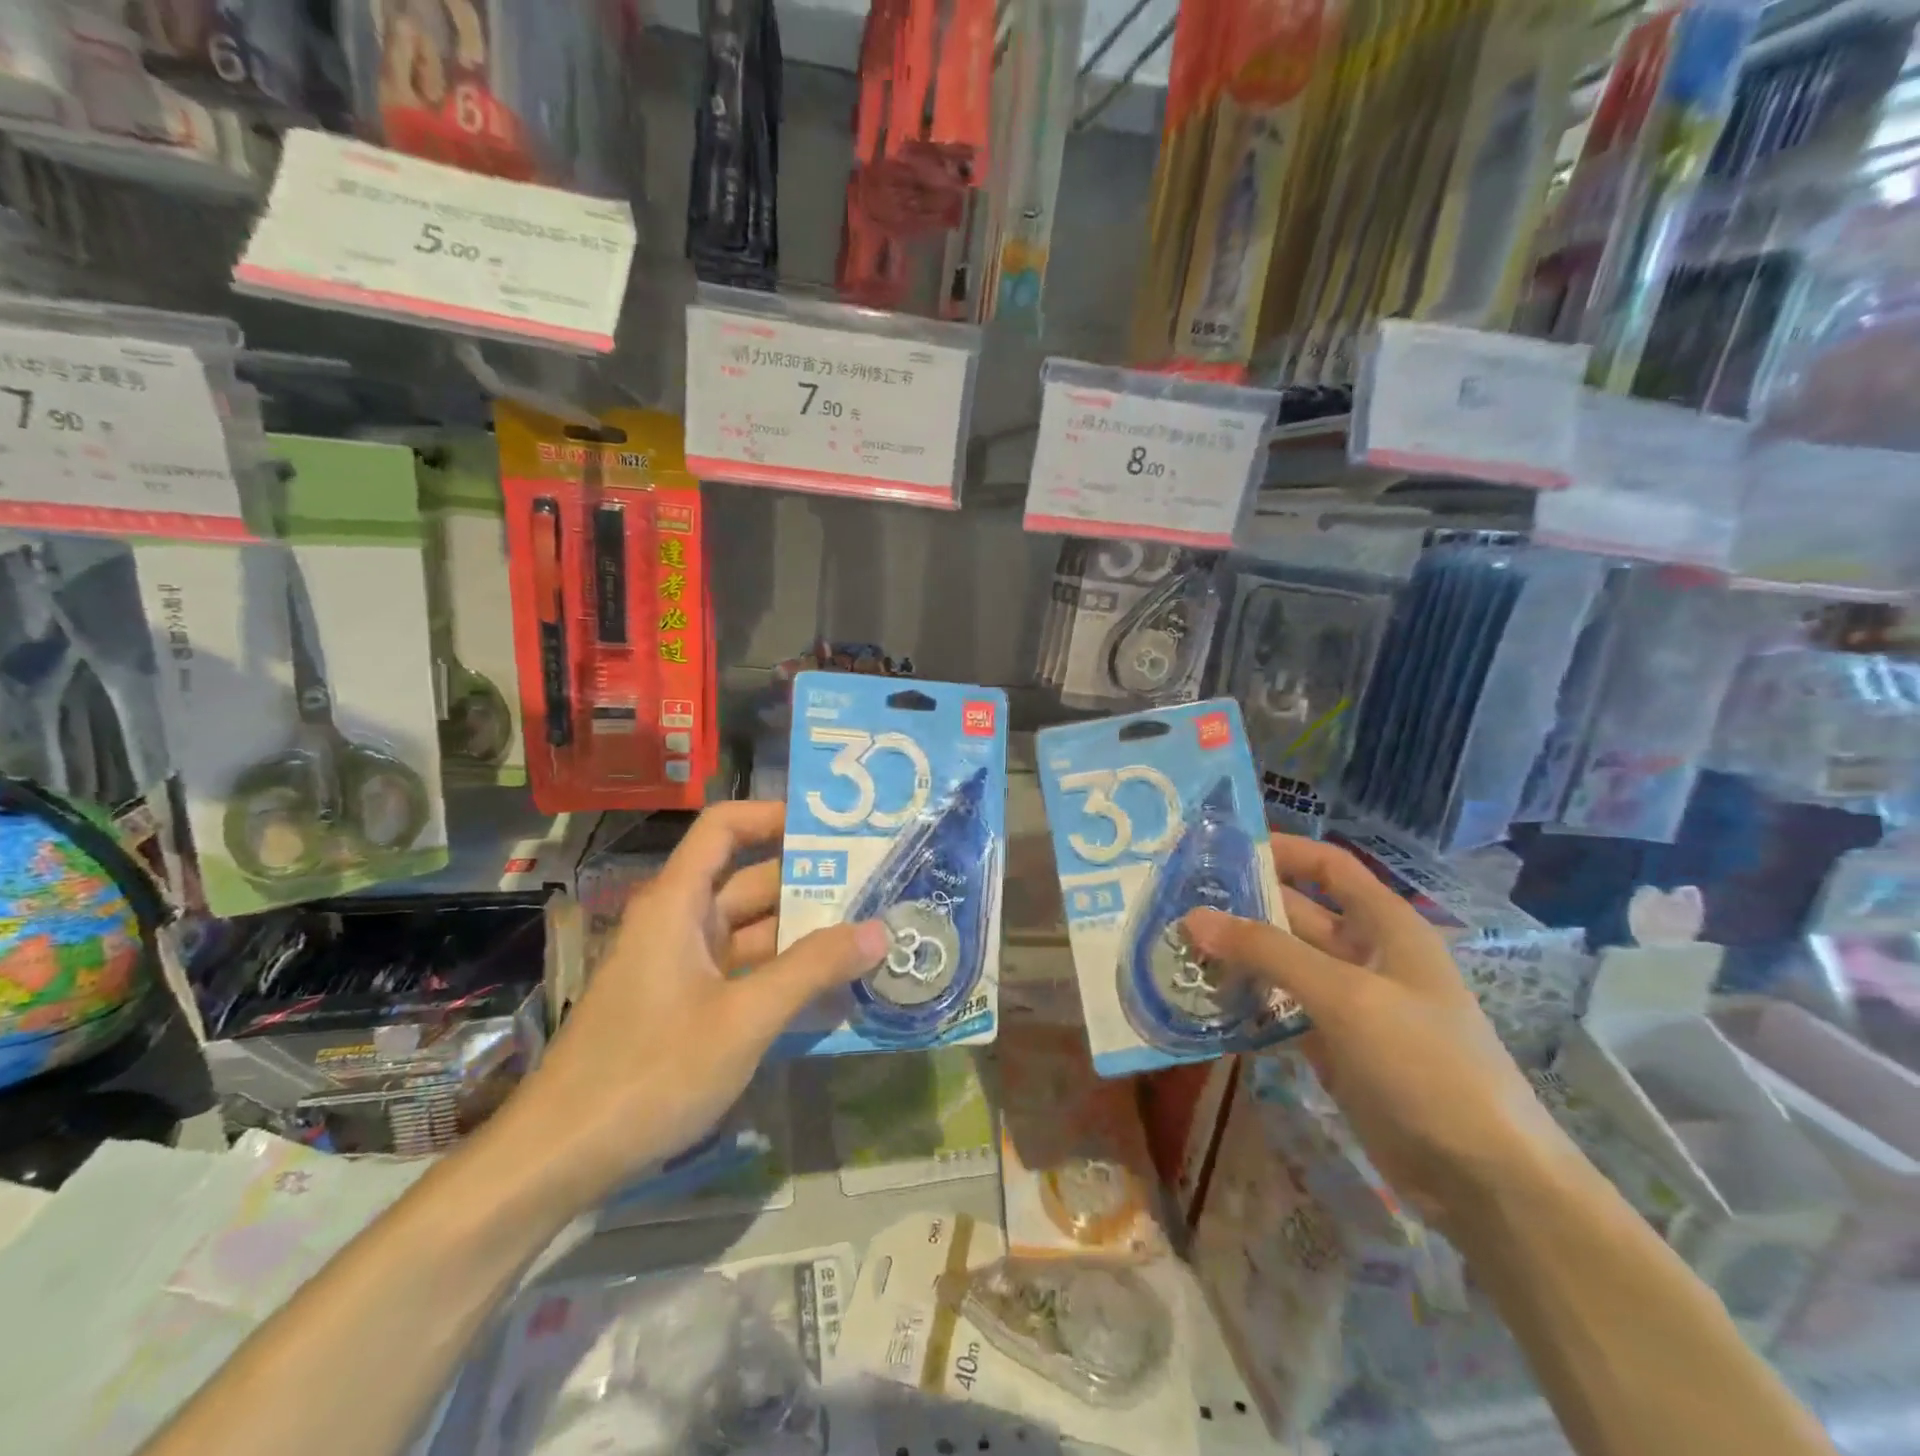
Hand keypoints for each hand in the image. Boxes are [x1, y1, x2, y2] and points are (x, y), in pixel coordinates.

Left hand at [510, 801, 887, 1206]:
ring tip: (870, 936)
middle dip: (811, 883)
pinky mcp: (684, 1006)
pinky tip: (831, 992)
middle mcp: (679, 923)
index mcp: (679, 903)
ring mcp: (681, 967)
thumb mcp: (743, 1019)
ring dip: (803, 935)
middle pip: (750, 881)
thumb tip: (880, 930)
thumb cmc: (649, 1073)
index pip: (725, 827)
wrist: (558, 1160)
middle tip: (878, 888)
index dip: (774, 816)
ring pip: (752, 931)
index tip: (833, 831)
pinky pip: (744, 972)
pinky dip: (783, 975)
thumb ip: (812, 969)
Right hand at [1185, 835, 1577, 1229]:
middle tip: (1177, 903)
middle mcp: (1366, 955)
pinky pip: (1281, 1010)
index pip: (1329, 867)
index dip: (1282, 850)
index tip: (1220, 849)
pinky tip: (1202, 1001)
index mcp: (1385, 926)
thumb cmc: (1425, 1064)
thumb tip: (1194, 917)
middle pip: (1296, 914)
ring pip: (1283, 964)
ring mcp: (1349, 1005)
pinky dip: (1247, 1003)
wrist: (1484, 1179)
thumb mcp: (1346, 996)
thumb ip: (1268, 952)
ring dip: (1237, 957)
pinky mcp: (1334, 1047)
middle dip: (1242, 906)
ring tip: (1177, 948)